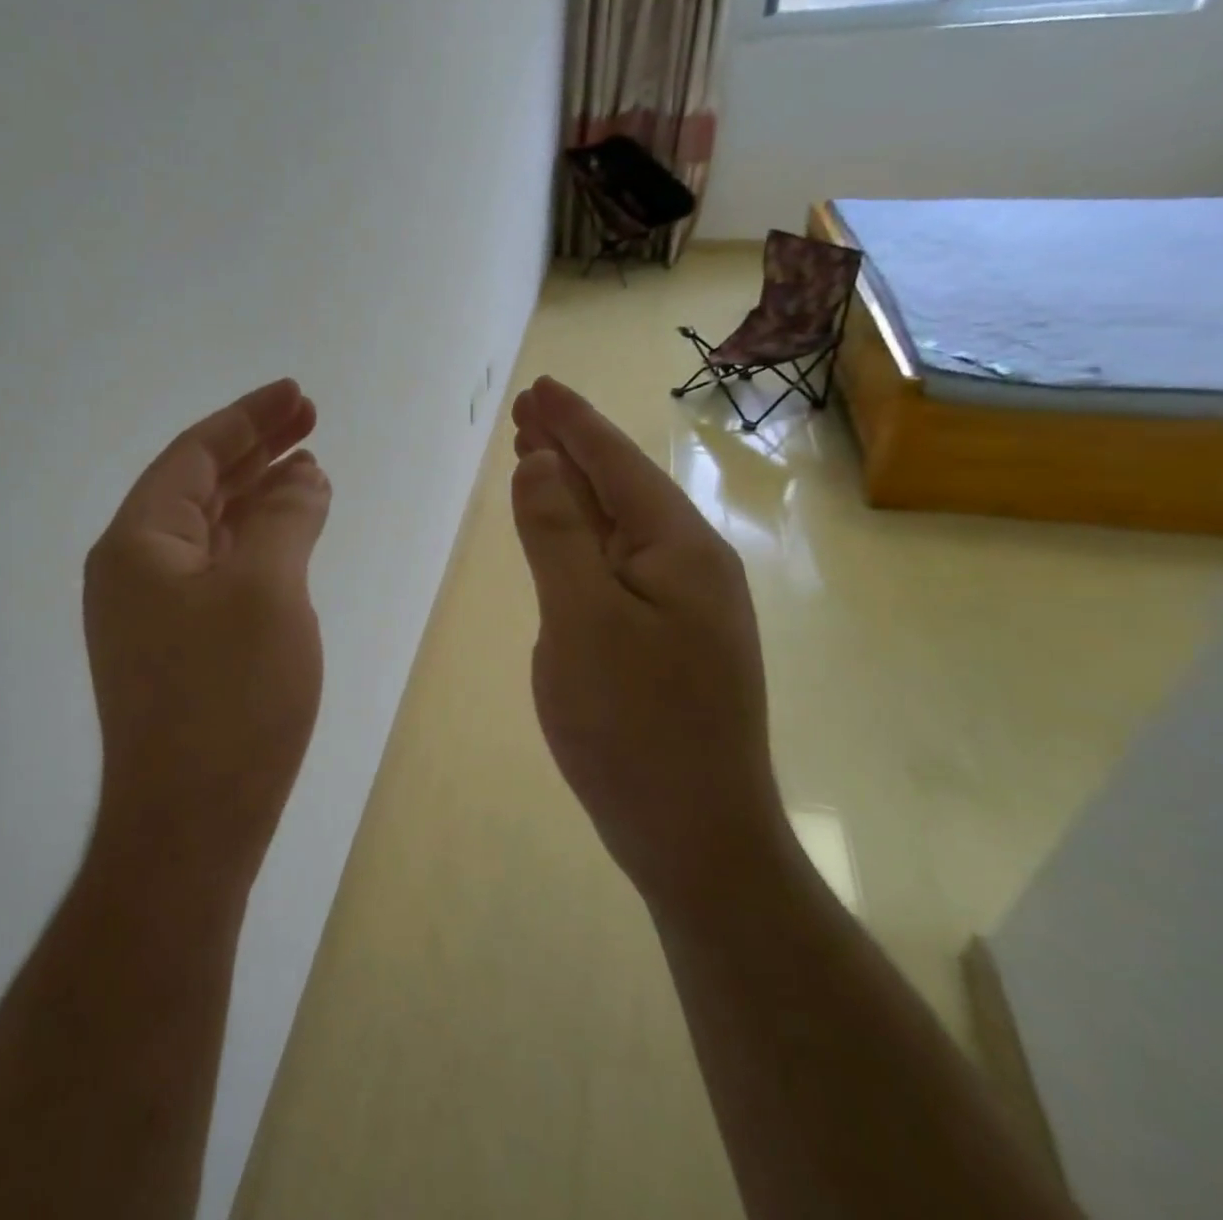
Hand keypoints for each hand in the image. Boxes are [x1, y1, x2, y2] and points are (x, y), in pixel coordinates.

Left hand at [83, 379, 331, 887]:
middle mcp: (134, 567)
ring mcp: (152, 610)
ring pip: (212, 529)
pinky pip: (219, 571)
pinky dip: (257, 544)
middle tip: (311, 419)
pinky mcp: (178, 646)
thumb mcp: (268, 591)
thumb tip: (304, 475)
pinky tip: (291, 535)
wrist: (191, 824)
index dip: (248, 418)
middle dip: (256, 449)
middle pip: (200, 486)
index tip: (297, 394)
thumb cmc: (229, 699)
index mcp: (138, 541)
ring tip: (310, 467)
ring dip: (259, 495)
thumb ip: (288, 519)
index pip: (194, 454)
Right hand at [510, 377, 781, 902]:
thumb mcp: (581, 621)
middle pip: (622, 487)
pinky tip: (567, 534)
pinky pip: (621, 565)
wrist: (695, 835)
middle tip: (528, 413)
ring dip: (577, 488)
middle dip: (573, 446)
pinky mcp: (670, 638)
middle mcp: (692, 564)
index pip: (616, 463)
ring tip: (536, 456)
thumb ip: (557, 535)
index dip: (573, 422)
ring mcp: (685, 604)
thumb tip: (540, 463)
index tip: (539, 387)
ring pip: (621, 526)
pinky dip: (586, 536)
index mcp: (679, 548)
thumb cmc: (633, 725)